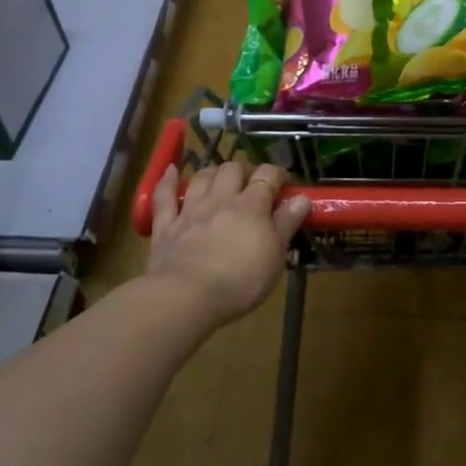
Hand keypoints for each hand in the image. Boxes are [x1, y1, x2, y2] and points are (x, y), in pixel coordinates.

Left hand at [147, 160, 309, 326]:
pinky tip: (171, 171)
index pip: (268, 175)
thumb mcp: (275, 256)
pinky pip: (164, 196)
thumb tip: (301, 198)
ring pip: (202, 176)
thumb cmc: (240, 280)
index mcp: (251, 205)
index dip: (279, 174)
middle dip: (245, 170)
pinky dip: (168, 181)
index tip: (287, 185)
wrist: (186, 297)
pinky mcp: (166, 226)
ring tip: (221, 179)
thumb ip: (287, 224)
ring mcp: (190, 210)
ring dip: (214, 172)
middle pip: (233, 168)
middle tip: (253, 185)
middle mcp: (220, 199)